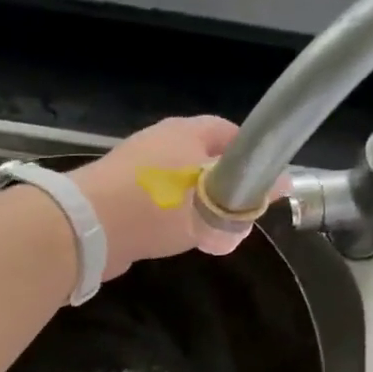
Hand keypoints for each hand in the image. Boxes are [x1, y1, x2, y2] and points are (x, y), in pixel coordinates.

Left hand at [69, 116, 254, 278]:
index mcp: (185, 131)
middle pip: (203, 158)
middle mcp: (160, 141)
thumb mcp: (212, 203)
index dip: (250, 154)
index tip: (264, 182)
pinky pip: (156, 203)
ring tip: (213, 233)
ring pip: (180, 183)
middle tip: (239, 213)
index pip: (229, 132)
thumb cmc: (159, 205)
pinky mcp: (117, 194)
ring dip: (197, 206)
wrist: (88, 226)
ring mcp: (135, 167)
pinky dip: (171, 218)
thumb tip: (284, 183)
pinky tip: (178, 240)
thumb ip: (248, 195)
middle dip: (224, 185)